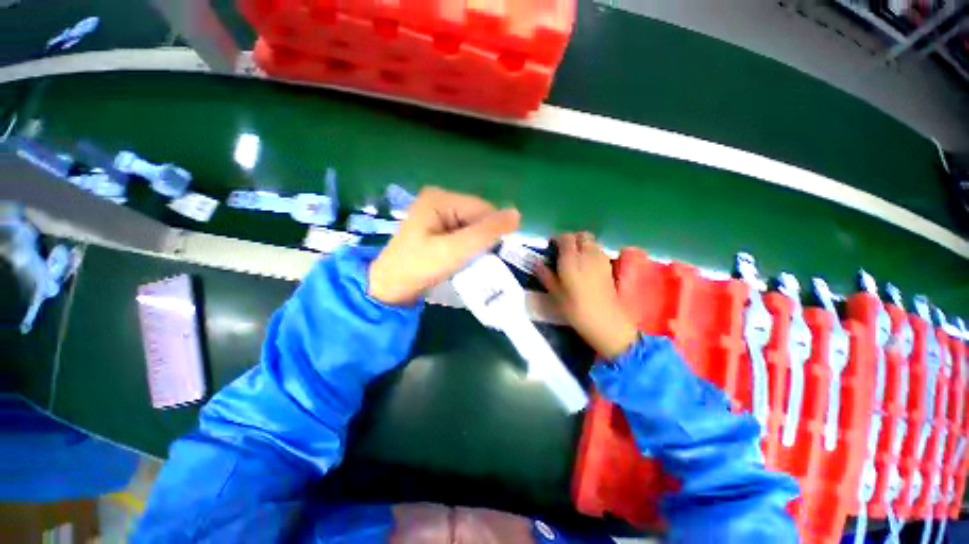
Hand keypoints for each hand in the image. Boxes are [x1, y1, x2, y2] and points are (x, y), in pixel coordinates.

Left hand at [369, 187, 520, 304]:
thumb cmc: (419, 268)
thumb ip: (486, 232)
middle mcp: (440, 200)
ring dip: (475, 244)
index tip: (489, 254)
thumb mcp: (455, 250)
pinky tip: (460, 257)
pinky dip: (467, 246)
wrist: (391, 287)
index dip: (492, 231)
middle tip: (474, 259)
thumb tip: (517, 214)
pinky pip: (463, 232)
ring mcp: (438, 213)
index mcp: (441, 199)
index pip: (483, 209)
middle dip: (482, 238)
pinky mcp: (438, 226)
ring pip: (472, 226)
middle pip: (478, 216)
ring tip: (466, 260)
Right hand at [536, 232, 638, 358]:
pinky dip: (592, 252)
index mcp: (571, 259)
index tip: (551, 246)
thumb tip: (537, 262)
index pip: (565, 237)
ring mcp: (601, 259)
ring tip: (575, 258)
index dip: (557, 238)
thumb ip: (546, 275)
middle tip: (563, 250)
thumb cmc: (575, 309)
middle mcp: (587, 254)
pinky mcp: (609, 267)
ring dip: (583, 245)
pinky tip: (586, 266)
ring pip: (592, 242)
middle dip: (572, 239)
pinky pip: (599, 251)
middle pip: (582, 235)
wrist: (606, 322)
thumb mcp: (555, 294)